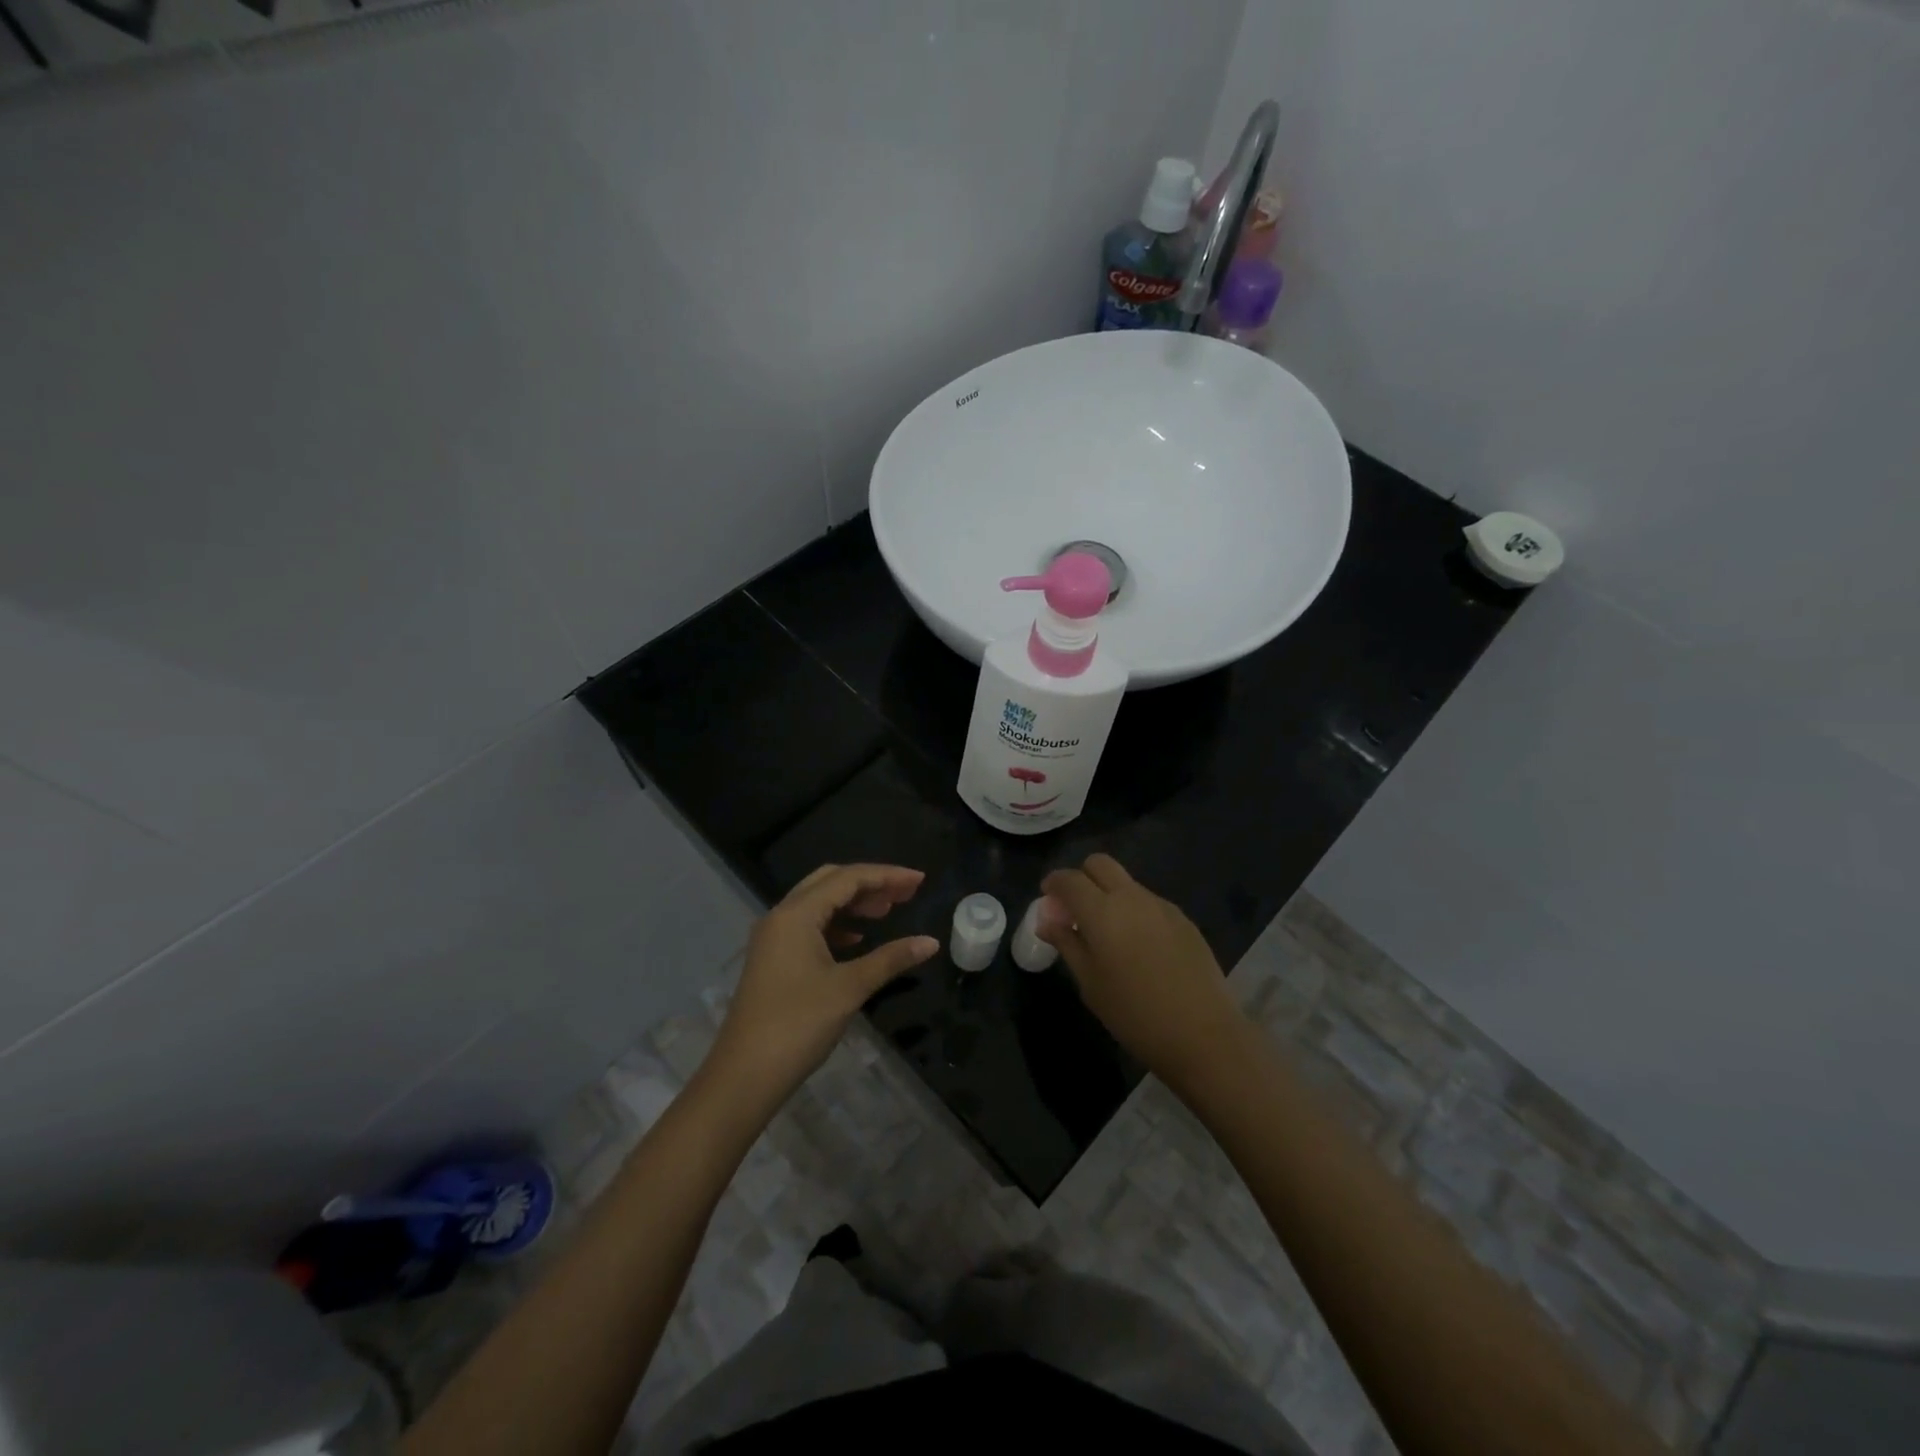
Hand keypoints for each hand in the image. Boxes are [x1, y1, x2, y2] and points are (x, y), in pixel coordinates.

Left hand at [705, 864, 937, 1111]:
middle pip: (831, 882)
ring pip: (819, 904)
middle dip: (870, 884)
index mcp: (797, 914)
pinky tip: (858, 939)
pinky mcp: (774, 959)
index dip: (887, 875)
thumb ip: (891, 959)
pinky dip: (838, 925)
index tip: (920, 880)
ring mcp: (774, 938)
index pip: (848, 878)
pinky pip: (810, 926)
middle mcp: (782, 916)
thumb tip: (931, 943)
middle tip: (907, 893)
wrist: (745, 1075)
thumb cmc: (798, 1024)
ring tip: (888, 912)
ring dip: (854, 903)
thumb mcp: (850, 988)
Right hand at [1039, 853, 1248, 1089]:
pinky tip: (1139, 947)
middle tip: (1075, 909)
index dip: (1053, 883)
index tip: (1047, 899)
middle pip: (1100, 864)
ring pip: (1127, 883)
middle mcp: (1132, 897)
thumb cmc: (1134, 1014)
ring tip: (1108, 934)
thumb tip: (1047, 920)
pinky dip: (1134, 911)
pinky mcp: (1184, 920)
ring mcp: (1162, 906)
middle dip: (1082, 878)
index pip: (1070, 879)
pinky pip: (1149, 902)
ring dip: (1110, 895)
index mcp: (1102, 911)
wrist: (1204, 1035)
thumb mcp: (1090, 983)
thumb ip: (1067, 943)